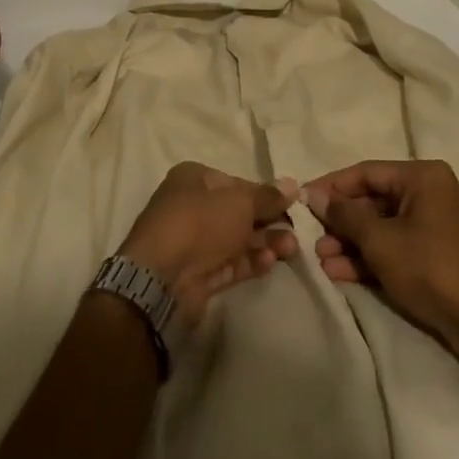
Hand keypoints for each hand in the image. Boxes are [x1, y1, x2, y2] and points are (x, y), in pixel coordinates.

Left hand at [119, 163, 299, 323]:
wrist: (163, 278)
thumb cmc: (200, 223)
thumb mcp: (239, 202)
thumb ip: (267, 196)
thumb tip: (292, 185)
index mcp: (193, 180)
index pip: (236, 183)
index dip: (264, 194)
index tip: (290, 205)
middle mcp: (191, 206)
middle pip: (237, 213)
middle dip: (268, 222)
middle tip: (295, 232)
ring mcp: (193, 242)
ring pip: (236, 240)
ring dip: (264, 243)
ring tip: (289, 249)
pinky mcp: (198, 273)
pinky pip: (230, 263)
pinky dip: (250, 262)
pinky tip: (269, 262)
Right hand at [304, 159, 458, 372]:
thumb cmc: (431, 269)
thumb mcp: (381, 241)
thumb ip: (345, 215)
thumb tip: (314, 195)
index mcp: (424, 177)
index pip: (366, 172)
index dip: (331, 186)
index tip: (303, 199)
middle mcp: (433, 192)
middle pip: (375, 200)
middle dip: (342, 221)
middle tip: (311, 236)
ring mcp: (439, 224)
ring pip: (385, 226)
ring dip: (353, 243)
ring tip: (322, 260)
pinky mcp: (441, 254)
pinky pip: (399, 246)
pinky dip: (373, 257)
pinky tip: (342, 273)